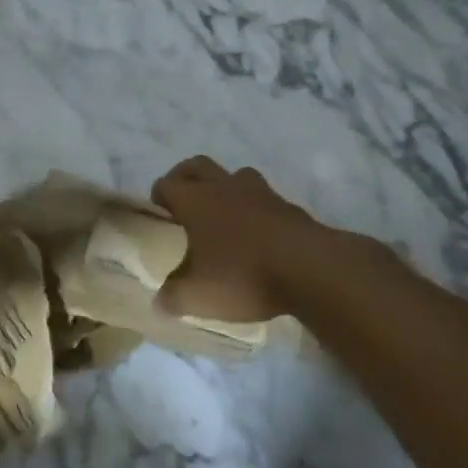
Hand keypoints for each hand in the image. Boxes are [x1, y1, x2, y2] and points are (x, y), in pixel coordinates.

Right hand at [149, 156, 325, 322]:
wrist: (309, 268)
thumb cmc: (242, 275)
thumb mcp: (198, 296)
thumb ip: (173, 297)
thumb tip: (158, 302)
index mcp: (195, 200)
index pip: (166, 184)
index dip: (158, 196)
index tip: (159, 216)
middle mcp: (224, 186)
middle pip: (196, 165)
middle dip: (185, 178)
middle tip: (183, 204)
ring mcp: (259, 192)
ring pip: (233, 175)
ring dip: (223, 188)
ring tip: (222, 216)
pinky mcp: (287, 205)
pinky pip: (262, 198)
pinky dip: (253, 209)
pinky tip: (256, 235)